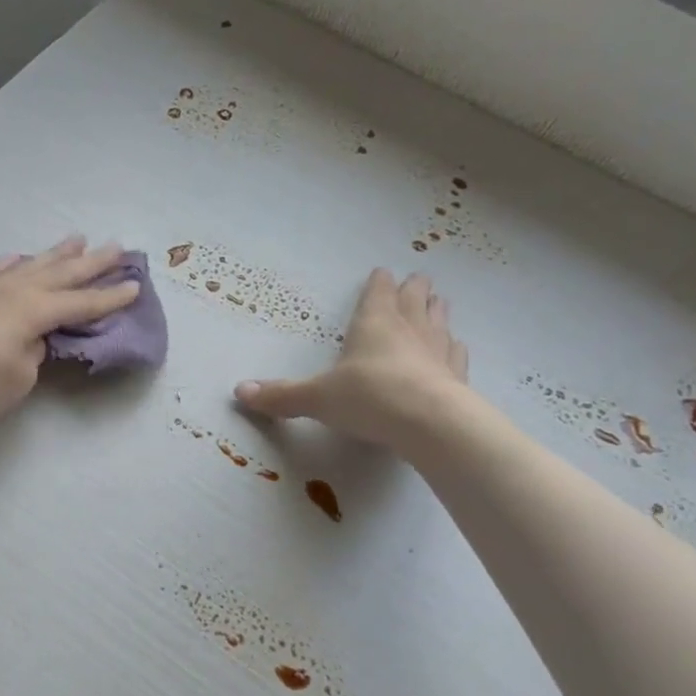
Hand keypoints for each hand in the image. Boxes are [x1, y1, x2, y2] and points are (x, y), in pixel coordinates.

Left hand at [0, 237, 139, 439]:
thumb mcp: (17, 379)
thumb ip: (34, 353)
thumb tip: (33, 337)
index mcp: (32, 311)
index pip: (81, 303)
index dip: (110, 297)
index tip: (136, 285)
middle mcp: (12, 291)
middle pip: (60, 273)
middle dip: (92, 262)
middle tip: (118, 247)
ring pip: (29, 265)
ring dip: (55, 254)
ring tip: (77, 239)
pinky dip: (12, 263)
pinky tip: (16, 258)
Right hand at [235, 269, 467, 452]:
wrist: (428, 422)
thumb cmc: (368, 397)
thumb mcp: (317, 398)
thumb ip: (281, 395)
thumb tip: (238, 391)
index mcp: (373, 322)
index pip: (378, 292)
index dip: (379, 283)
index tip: (382, 272)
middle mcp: (408, 328)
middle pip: (414, 299)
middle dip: (414, 289)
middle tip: (418, 279)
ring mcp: (437, 350)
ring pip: (439, 320)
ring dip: (437, 310)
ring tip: (439, 301)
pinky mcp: (457, 376)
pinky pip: (457, 354)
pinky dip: (454, 347)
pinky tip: (457, 347)